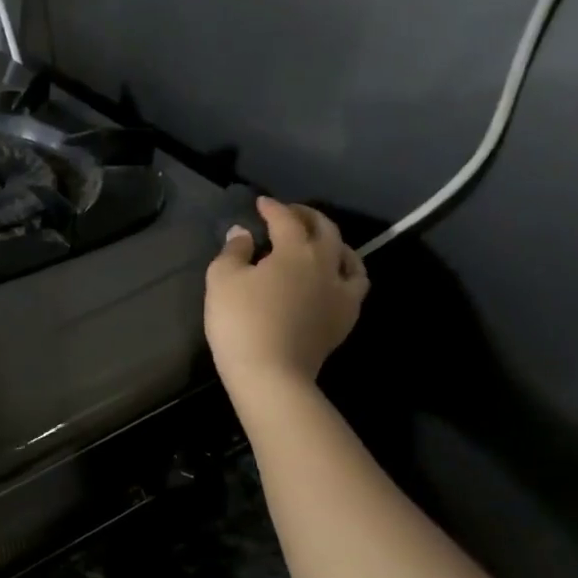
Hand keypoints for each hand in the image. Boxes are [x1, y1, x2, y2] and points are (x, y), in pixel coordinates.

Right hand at [205, 199, 368, 391]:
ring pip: (349, 256)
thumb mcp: (222, 281)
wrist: (271, 374)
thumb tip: (242, 233)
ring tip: (322, 241)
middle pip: (324, 230)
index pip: (286, 220)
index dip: (273, 208)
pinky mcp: (345, 318)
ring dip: (334, 241)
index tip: (261, 203)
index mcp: (295, 250)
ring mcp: (341, 292)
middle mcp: (325, 264)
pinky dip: (346, 272)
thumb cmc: (241, 322)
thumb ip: (233, 251)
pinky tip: (335, 278)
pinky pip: (354, 286)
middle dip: (307, 216)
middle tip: (291, 214)